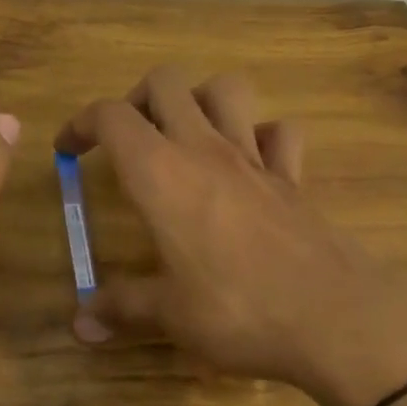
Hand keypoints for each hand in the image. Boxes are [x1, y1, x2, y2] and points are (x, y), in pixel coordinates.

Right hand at [55, 66, 406, 405]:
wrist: (338, 319)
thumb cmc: (238, 310)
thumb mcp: (169, 315)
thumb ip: (120, 308)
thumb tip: (78, 323)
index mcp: (160, 173)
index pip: (110, 116)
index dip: (81, 123)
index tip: (68, 151)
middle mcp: (204, 149)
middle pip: (165, 82)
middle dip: (136, 99)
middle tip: (127, 139)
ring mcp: (254, 157)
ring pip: (225, 89)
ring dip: (199, 100)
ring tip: (185, 136)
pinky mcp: (293, 177)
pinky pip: (278, 133)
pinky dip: (260, 136)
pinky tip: (249, 164)